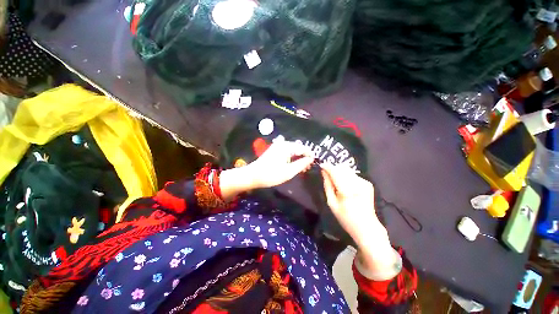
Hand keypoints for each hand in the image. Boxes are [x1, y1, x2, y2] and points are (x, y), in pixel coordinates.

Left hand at [219, 140, 313, 199]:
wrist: (253, 176)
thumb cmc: (271, 174)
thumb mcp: (289, 171)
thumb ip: (302, 164)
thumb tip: (311, 159)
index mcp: (287, 146)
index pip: (303, 148)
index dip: (310, 155)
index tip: (315, 163)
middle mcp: (283, 143)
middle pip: (298, 148)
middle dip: (304, 157)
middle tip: (308, 168)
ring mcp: (278, 146)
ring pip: (293, 150)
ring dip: (298, 158)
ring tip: (302, 168)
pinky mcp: (274, 150)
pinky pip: (287, 152)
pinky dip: (292, 158)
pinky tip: (294, 165)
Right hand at [321, 163, 400, 279]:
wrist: (367, 227)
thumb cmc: (346, 217)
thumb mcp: (332, 203)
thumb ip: (327, 185)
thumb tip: (324, 172)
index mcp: (347, 190)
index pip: (335, 172)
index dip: (328, 167)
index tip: (321, 165)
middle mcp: (357, 183)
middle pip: (342, 168)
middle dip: (333, 169)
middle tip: (327, 174)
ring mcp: (364, 182)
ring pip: (348, 170)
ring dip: (340, 172)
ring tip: (336, 182)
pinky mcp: (368, 183)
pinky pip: (353, 175)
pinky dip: (346, 176)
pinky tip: (345, 186)